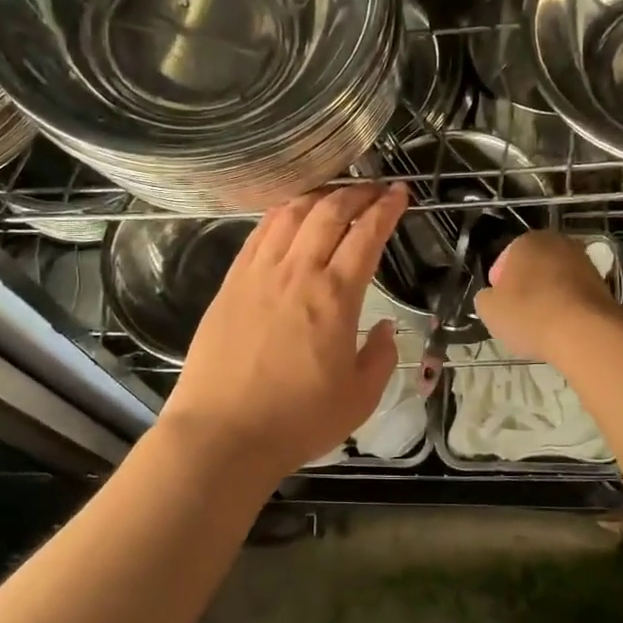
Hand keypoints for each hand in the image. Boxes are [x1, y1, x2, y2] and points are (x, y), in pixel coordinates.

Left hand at [161, 183, 407, 480]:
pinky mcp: (231, 284)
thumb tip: (385, 328)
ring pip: (290, 214)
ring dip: (317, 196)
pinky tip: (289, 216)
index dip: (386, 208)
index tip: (400, 194)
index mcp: (335, 296)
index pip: (366, 234)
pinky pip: (258, 234)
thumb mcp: (360, 398)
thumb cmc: (297, 420)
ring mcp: (258, 274)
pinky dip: (280, 215)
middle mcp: (296, 272)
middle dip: (356, 192)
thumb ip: (381, 356)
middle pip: (328, 212)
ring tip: (334, 194)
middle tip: (373, 189)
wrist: (222, 434)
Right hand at [474, 229, 622, 364]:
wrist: (585, 333)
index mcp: (527, 241)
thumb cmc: (530, 314)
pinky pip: (574, 296)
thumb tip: (492, 297)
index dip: (498, 286)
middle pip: (532, 268)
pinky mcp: (603, 284)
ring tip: (541, 326)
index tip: (499, 307)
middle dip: (525, 288)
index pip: (504, 261)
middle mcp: (558, 243)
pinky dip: (567, 309)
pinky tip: (562, 329)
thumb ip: (485, 298)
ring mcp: (584, 262)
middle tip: (518, 316)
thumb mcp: (489, 310)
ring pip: (555, 281)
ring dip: (547, 298)